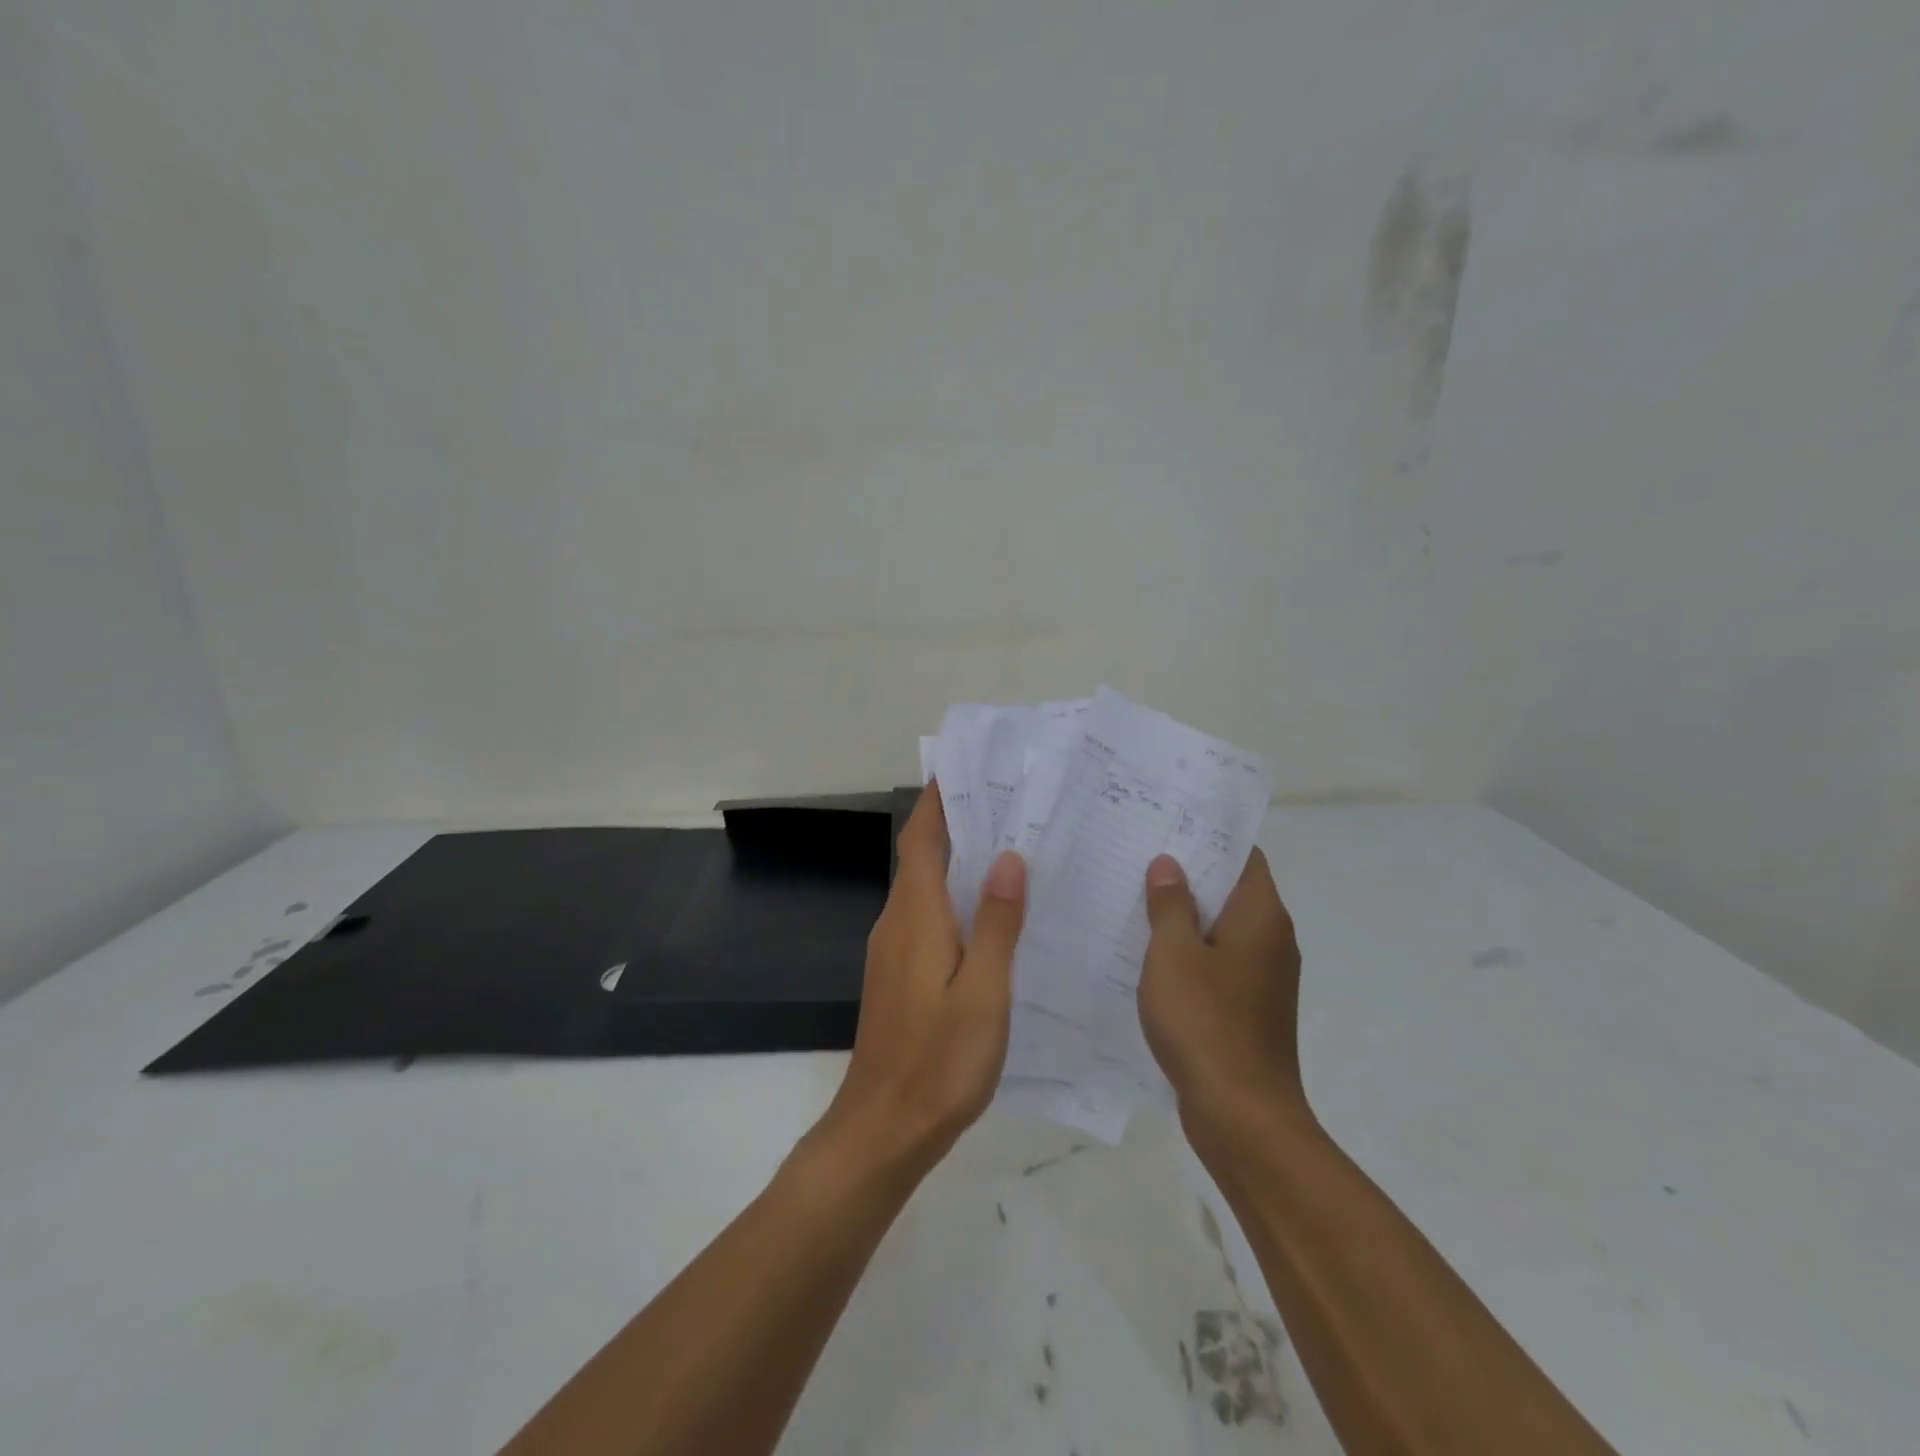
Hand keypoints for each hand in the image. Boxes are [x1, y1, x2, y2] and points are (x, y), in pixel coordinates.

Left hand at [810, 784, 1026, 1176]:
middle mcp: (897, 922)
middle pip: (923, 857)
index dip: (939, 801)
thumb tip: (1007, 857)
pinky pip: (926, 917)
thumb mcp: (983, 991)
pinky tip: (989, 915)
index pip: (922, 838)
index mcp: (916, 915)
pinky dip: (953, 898)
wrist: (884, 1126)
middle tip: (1009, 805)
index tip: (966, 769)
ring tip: (1009, 848)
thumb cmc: (940, 1059)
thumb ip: (996, 923)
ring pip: (925, 888)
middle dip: (956, 824)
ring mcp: (893, 950)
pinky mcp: (898, 975)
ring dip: (957, 861)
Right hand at [1137, 850, 1307, 1140]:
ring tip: (1135, 900)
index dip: (1209, 838)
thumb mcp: (1174, 953)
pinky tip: (1149, 956)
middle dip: (1189, 875)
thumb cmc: (1205, 1021)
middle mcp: (1272, 939)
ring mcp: (1264, 977)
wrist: (1242, 1115)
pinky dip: (1190, 953)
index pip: (1243, 857)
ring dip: (1186, 916)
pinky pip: (1219, 964)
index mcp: (1261, 915)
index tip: (1168, 827)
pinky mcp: (1250, 1008)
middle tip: (1139, 858)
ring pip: (1222, 929)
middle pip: (1231, 890)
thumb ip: (1170, 904)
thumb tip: (1169, 864)